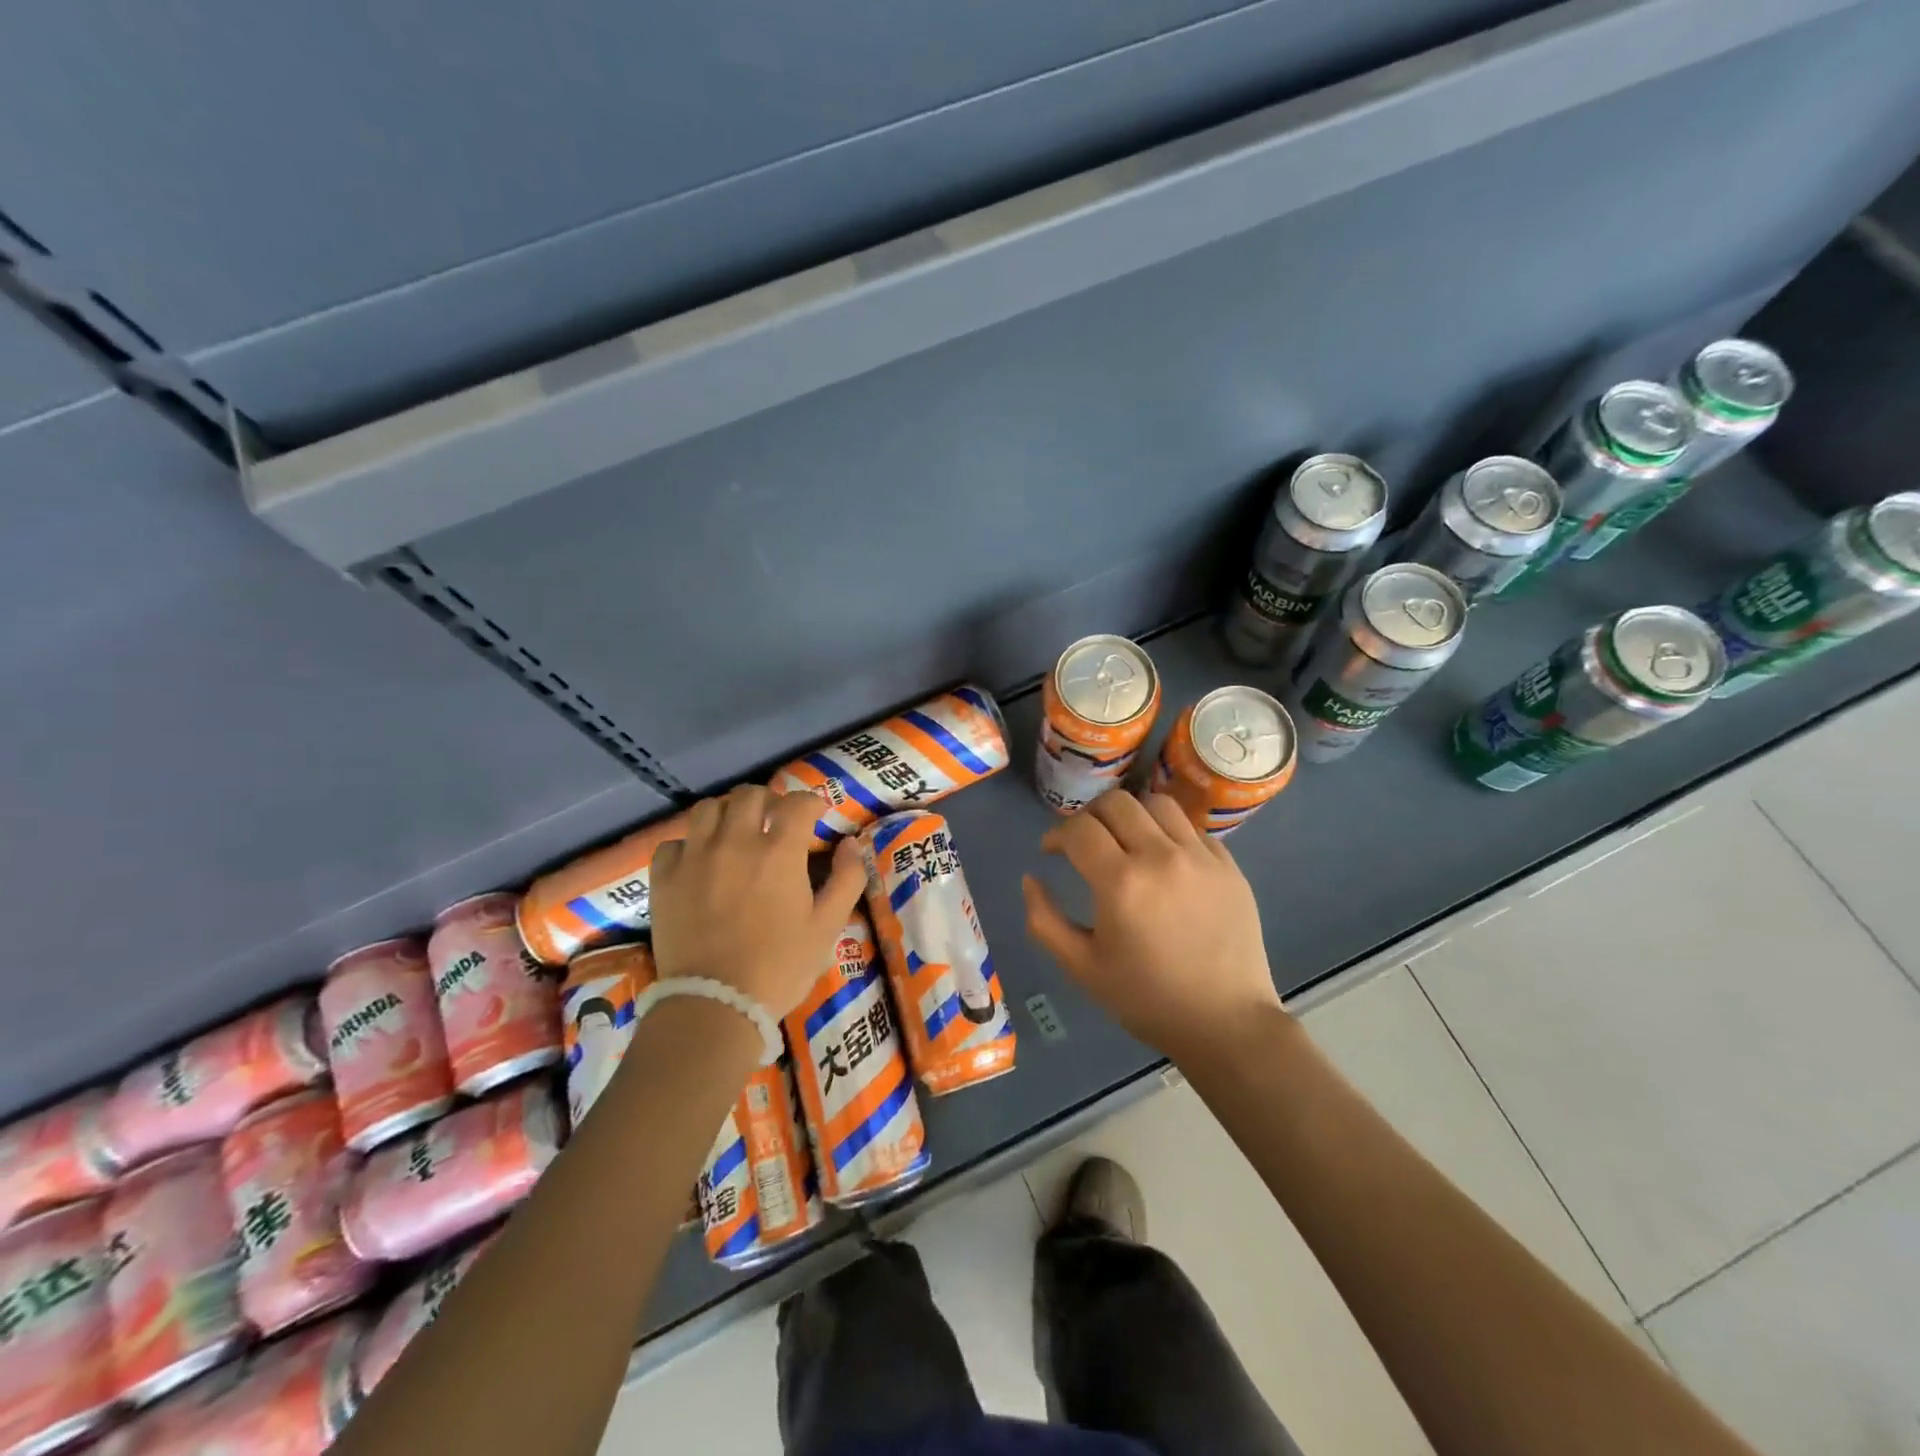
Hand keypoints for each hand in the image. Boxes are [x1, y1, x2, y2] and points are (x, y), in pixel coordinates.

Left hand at [650, 786, 866, 1018]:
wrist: (714, 1005)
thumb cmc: (779, 967)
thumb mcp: (827, 926)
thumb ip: (846, 879)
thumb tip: (851, 844)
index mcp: (779, 852)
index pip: (797, 803)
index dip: (811, 803)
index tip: (816, 814)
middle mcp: (735, 842)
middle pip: (749, 795)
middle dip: (768, 800)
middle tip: (775, 820)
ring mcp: (695, 857)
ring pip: (708, 809)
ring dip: (727, 813)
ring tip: (735, 832)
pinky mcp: (664, 878)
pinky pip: (674, 842)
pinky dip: (689, 844)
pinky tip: (698, 861)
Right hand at [1023, 791, 1284, 1063]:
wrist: (1225, 1023)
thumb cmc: (1146, 999)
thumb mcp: (1081, 968)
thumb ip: (1044, 920)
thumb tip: (1030, 879)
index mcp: (1121, 882)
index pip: (1079, 829)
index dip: (1056, 835)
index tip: (1052, 852)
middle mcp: (1161, 856)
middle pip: (1116, 802)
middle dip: (1090, 816)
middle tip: (1085, 842)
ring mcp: (1200, 857)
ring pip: (1157, 803)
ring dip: (1131, 814)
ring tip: (1126, 840)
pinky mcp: (1228, 866)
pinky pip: (1192, 828)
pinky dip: (1169, 834)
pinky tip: (1164, 861)